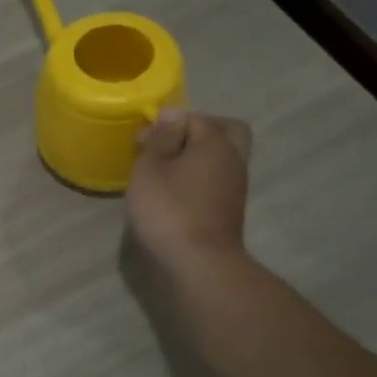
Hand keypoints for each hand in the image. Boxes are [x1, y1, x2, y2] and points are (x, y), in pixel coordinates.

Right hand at [126, 111, 252, 266]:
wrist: (198, 263)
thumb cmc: (168, 209)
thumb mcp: (150, 169)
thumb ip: (160, 139)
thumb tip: (171, 114)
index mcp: (216, 144)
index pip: (196, 118)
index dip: (166, 123)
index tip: (141, 141)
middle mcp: (233, 161)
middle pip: (227, 131)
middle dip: (198, 131)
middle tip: (168, 143)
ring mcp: (235, 187)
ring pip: (222, 157)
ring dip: (197, 156)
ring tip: (163, 170)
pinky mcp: (228, 209)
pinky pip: (217, 179)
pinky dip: (198, 177)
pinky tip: (174, 191)